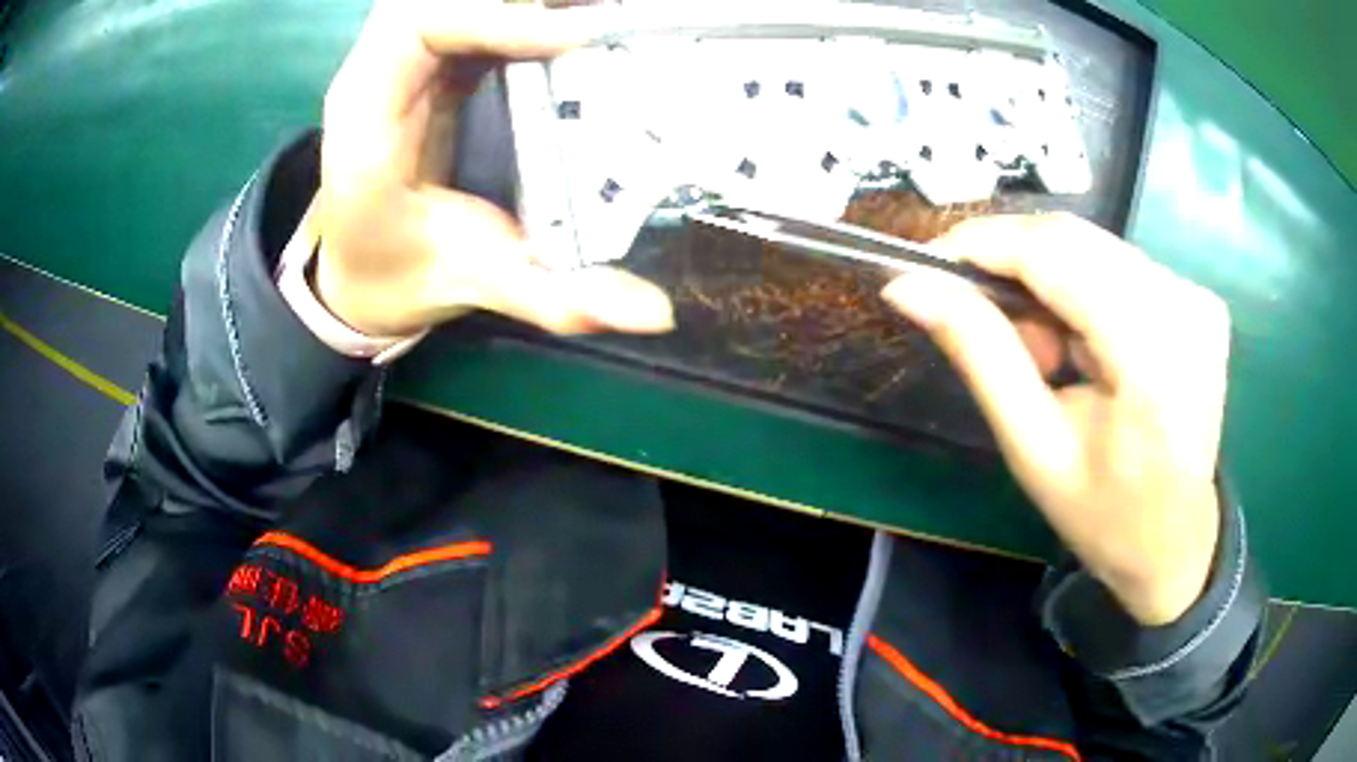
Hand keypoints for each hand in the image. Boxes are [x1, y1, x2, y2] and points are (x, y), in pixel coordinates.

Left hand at [314, 1, 672, 336]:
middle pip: (429, 0)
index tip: (573, 38)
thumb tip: (656, 313)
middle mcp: (374, 81)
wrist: (357, 280)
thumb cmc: (398, 278)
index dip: (494, 18)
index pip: (416, 30)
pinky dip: (512, 11)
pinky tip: (559, 24)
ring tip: (584, 13)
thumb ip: (559, 299)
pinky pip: (463, 16)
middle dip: (512, 0)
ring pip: (447, 2)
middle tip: (595, 14)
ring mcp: (396, 69)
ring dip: (515, 2)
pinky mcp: (423, 68)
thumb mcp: (477, 286)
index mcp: (369, 125)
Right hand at [883, 214, 1229, 625]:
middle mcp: (1184, 307)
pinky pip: (1116, 262)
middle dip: (1012, 264)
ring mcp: (1196, 298)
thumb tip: (907, 286)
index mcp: (1152, 359)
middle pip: (1073, 239)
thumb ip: (980, 354)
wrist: (1175, 541)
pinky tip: (1081, 346)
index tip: (925, 263)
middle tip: (982, 321)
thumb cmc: (1104, 515)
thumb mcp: (1033, 448)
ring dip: (1047, 282)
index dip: (983, 243)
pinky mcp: (1197, 297)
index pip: (1055, 255)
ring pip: (1091, 245)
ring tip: (1043, 355)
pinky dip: (1080, 288)